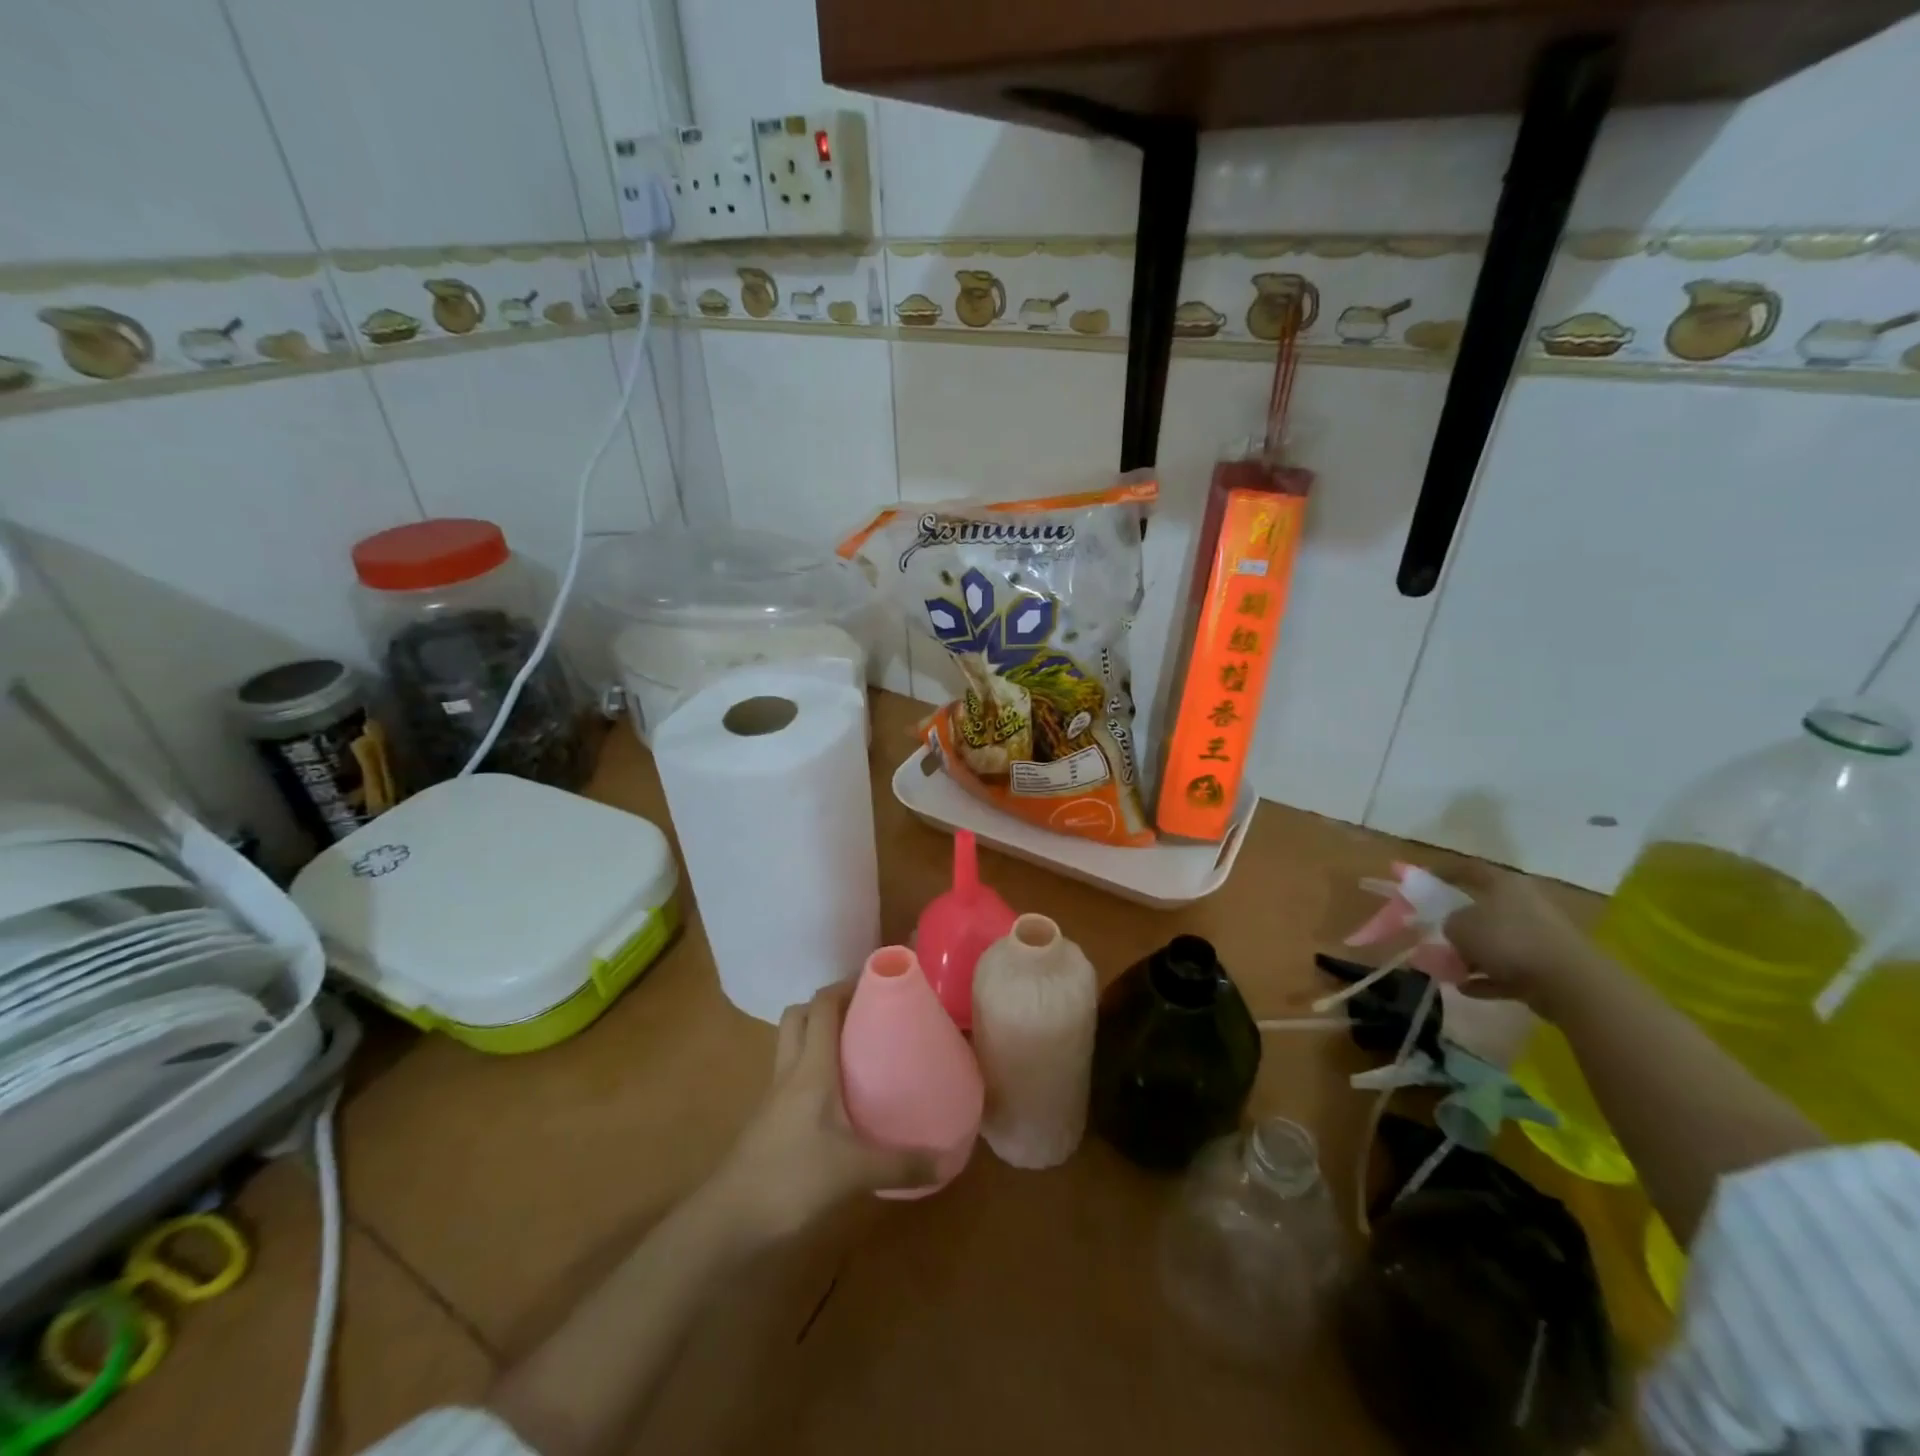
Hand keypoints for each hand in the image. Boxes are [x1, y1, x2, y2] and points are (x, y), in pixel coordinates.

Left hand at [707, 982, 935, 1244]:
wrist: (728, 1221)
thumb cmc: (791, 1178)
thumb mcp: (854, 1171)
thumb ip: (902, 1164)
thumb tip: (949, 1159)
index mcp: (811, 1066)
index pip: (822, 1005)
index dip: (846, 985)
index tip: (877, 982)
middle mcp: (790, 1070)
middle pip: (799, 1016)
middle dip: (828, 1004)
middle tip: (864, 1012)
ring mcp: (774, 1095)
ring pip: (791, 1044)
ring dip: (816, 1035)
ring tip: (855, 1048)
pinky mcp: (768, 1120)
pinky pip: (791, 1076)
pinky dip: (811, 1070)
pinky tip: (836, 1096)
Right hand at [1441, 868, 1612, 1020]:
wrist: (1569, 983)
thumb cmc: (1507, 940)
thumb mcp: (1458, 925)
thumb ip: (1448, 923)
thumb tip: (1454, 929)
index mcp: (1505, 884)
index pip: (1470, 869)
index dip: (1444, 871)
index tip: (1423, 878)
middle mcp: (1524, 905)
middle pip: (1484, 909)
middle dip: (1459, 922)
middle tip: (1434, 931)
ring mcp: (1539, 938)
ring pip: (1496, 943)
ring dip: (1472, 955)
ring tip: (1446, 967)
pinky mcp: (1547, 968)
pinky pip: (1508, 971)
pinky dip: (1487, 978)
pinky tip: (1465, 988)